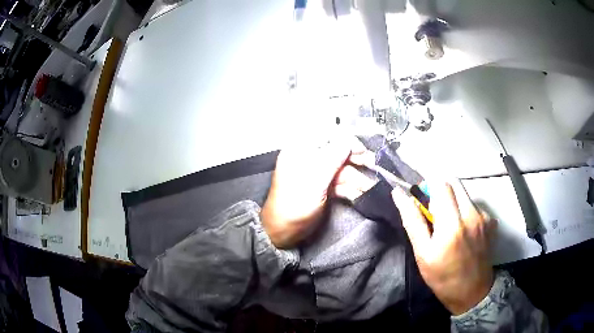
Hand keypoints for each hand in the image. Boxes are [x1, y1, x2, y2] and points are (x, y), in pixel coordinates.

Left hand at [261, 137, 375, 248]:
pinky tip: (363, 194)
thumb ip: (332, 158)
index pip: (325, 135)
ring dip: (357, 177)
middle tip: (373, 164)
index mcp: (300, 151)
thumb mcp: (313, 180)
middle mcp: (309, 159)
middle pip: (336, 152)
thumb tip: (348, 140)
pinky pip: (339, 183)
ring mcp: (316, 174)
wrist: (283, 232)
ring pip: (341, 170)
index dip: (345, 140)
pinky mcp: (322, 188)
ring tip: (372, 185)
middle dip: (355, 159)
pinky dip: (351, 188)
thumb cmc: (294, 205)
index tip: (360, 150)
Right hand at [392, 181, 495, 314]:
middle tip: (435, 212)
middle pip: (454, 183)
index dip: (429, 187)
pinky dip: (466, 212)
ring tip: (450, 226)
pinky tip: (464, 232)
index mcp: (452, 224)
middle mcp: (472, 214)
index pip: (440, 184)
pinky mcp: (491, 222)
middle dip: (442, 191)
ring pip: (465, 194)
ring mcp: (485, 217)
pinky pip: (475, 206)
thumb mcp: (422, 253)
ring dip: (454, 202)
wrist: (472, 292)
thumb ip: (412, 221)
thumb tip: (398, 194)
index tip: (424, 201)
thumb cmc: (442, 276)